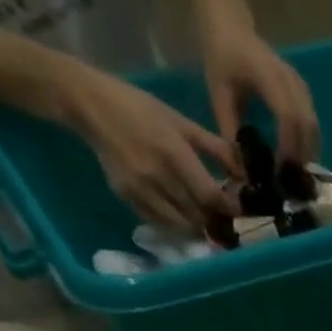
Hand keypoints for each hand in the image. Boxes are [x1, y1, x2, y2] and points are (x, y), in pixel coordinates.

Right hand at [57, 62, 238, 226]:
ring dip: (199, 226)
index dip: (229, 208)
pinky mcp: (128, 198)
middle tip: (225, 217)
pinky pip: (162, 224)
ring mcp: (142, 190)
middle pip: (199, 215)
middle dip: (217, 220)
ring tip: (206, 219)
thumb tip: (244, 173)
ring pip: (183, 226)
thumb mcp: (180, 121)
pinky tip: (183, 216)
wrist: (88, 104)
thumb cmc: (139, 108)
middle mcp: (158, 176)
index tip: (238, 208)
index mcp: (174, 153)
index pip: (211, 196)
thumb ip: (214, 148)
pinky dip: (178, 225)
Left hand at [203, 22, 319, 161]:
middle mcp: (289, 79)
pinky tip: (297, 160)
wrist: (231, 25)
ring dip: (307, 154)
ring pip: (313, 127)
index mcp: (265, 74)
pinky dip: (308, 145)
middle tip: (289, 182)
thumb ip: (230, 133)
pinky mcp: (304, 93)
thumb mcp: (218, 95)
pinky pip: (312, 124)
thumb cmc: (221, 58)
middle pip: (306, 125)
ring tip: (293, 175)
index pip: (287, 115)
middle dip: (300, 157)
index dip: (287, 146)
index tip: (279, 171)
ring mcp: (300, 85)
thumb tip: (243, 172)